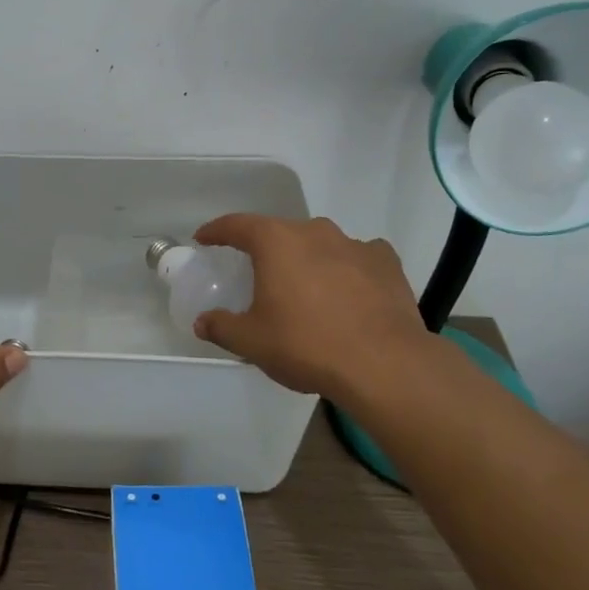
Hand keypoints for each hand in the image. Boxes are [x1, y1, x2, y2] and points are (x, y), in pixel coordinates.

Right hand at [191, 214, 432, 402]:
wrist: (383, 364)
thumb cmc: (306, 345)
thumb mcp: (251, 342)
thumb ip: (222, 327)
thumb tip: (202, 322)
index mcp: (276, 242)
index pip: (237, 225)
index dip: (217, 230)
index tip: (204, 239)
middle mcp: (314, 232)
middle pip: (281, 232)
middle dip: (266, 249)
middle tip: (258, 273)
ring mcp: (354, 244)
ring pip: (320, 244)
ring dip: (308, 259)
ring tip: (305, 288)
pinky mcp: (386, 263)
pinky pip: (357, 257)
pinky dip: (347, 269)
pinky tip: (348, 290)